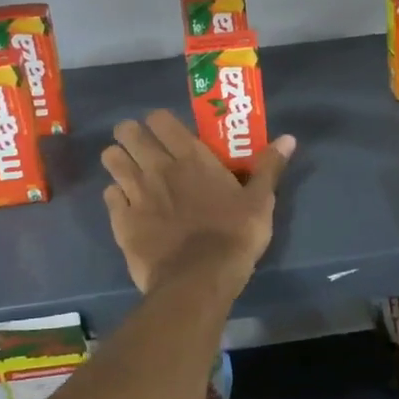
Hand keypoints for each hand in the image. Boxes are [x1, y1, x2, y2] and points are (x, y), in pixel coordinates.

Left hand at [101, 111, 294, 294]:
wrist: (198, 280)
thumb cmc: (234, 236)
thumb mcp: (261, 201)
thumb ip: (269, 167)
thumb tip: (289, 138)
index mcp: (191, 158)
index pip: (160, 119)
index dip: (159, 121)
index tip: (168, 132)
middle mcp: (158, 167)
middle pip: (128, 133)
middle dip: (131, 134)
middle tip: (144, 148)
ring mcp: (135, 193)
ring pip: (111, 159)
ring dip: (118, 160)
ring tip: (130, 172)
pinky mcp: (121, 221)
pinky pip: (109, 196)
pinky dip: (116, 196)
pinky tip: (127, 205)